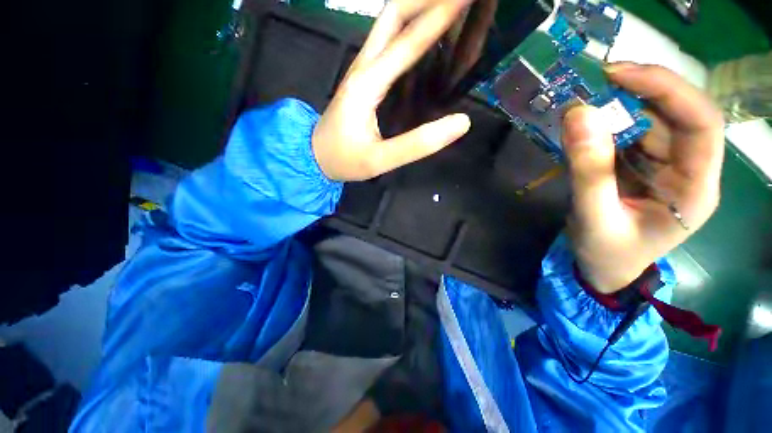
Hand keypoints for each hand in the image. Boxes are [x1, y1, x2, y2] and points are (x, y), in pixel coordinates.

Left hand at [312, 0, 472, 181]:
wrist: (315, 157)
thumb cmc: (345, 159)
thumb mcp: (380, 160)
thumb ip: (417, 145)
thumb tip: (461, 123)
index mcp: (367, 84)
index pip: (408, 41)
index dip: (440, 14)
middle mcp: (363, 67)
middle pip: (393, 15)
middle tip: (458, 0)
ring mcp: (361, 69)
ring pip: (388, 24)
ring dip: (417, 7)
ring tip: (447, 7)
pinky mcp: (362, 77)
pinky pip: (386, 41)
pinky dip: (409, 28)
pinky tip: (424, 33)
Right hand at [563, 64, 724, 292]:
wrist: (603, 269)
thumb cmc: (606, 254)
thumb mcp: (594, 217)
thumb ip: (588, 171)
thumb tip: (578, 115)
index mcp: (695, 189)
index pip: (701, 123)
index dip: (668, 89)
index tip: (620, 75)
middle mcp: (689, 170)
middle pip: (679, 115)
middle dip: (642, 90)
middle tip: (597, 80)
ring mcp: (666, 167)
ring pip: (653, 121)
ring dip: (619, 106)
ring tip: (583, 101)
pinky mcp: (643, 167)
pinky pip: (630, 135)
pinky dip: (607, 124)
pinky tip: (585, 123)